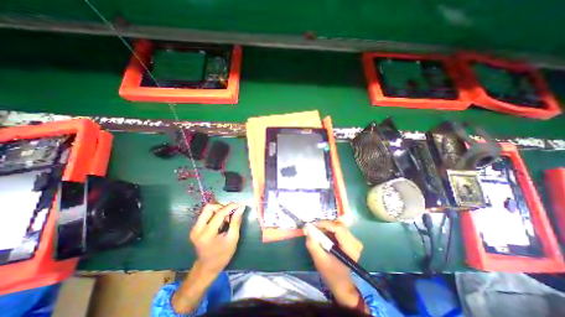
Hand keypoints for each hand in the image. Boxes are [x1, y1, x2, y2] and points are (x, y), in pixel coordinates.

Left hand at [190, 203, 244, 274]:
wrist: (207, 267)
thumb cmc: (222, 255)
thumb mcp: (233, 238)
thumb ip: (236, 221)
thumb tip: (241, 207)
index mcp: (207, 234)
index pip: (219, 214)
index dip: (230, 207)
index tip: (240, 204)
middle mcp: (197, 229)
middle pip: (209, 208)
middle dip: (222, 208)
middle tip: (230, 215)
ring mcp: (194, 228)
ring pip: (207, 209)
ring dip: (219, 210)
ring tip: (226, 220)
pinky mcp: (195, 228)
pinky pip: (206, 214)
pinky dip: (216, 214)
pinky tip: (221, 222)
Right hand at [303, 221, 364, 307]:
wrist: (341, 283)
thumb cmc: (331, 273)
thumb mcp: (319, 260)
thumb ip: (313, 244)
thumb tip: (307, 228)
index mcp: (350, 248)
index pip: (338, 228)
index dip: (325, 223)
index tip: (313, 225)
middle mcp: (355, 242)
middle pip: (338, 225)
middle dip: (324, 225)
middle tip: (313, 227)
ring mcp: (354, 240)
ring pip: (338, 225)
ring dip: (326, 226)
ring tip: (317, 231)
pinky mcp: (350, 240)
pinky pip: (338, 228)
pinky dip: (329, 229)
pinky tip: (323, 234)